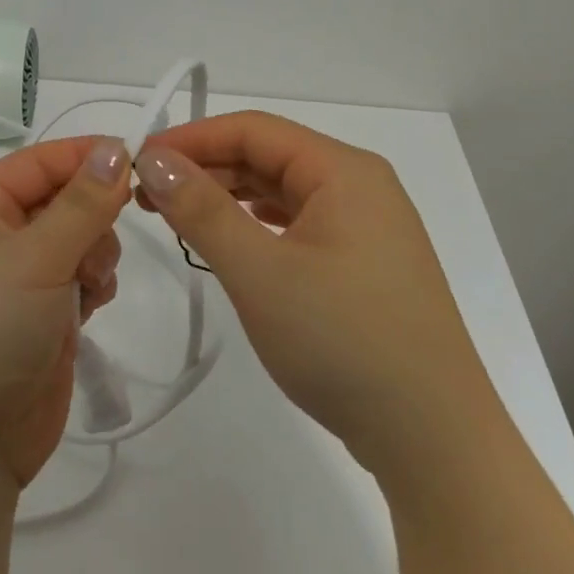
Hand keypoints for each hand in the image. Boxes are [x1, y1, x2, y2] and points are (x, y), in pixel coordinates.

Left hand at [0, 135, 129, 492]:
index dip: (86, 156)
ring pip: (77, 239)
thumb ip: (83, 203)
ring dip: (95, 254)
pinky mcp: (38, 317)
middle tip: (104, 244)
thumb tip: (115, 147)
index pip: (38, 162)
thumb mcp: (35, 258)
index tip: (141, 156)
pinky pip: (79, 278)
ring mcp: (15, 279)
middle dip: (92, 217)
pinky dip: (93, 284)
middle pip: (62, 200)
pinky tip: (91, 306)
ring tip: (91, 286)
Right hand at [134, 111, 495, 486]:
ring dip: (225, 197)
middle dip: (204, 168)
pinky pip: (296, 224)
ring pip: (279, 191)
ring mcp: (365, 228)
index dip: (191, 139)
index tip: (137, 161)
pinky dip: (253, 226)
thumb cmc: (345, 342)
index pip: (253, 129)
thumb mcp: (260, 272)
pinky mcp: (362, 265)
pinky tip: (225, 242)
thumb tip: (153, 159)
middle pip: (267, 156)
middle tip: (144, 195)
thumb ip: (202, 210)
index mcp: (344, 171)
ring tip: (173, 216)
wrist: (436, 443)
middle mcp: (359, 186)